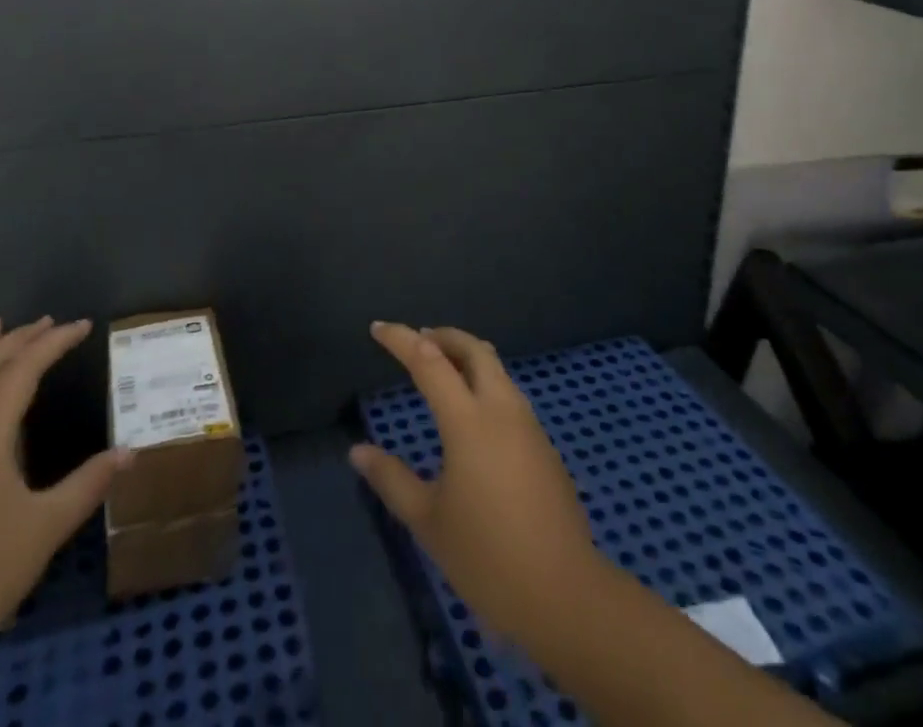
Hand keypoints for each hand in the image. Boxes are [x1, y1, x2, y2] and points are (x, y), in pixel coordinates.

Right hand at [351, 322, 601, 643]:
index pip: (428, 361)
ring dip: (467, 357)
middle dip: (443, 336)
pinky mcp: (544, 446)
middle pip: (474, 350)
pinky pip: (509, 395)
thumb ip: (391, 479)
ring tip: (442, 371)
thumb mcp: (428, 520)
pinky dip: (484, 384)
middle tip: (417, 340)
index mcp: (468, 421)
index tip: (378, 328)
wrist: (565, 595)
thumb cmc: (487, 557)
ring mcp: (528, 425)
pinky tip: (472, 414)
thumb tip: (358, 452)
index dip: (401, 339)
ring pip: (496, 369)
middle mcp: (501, 409)